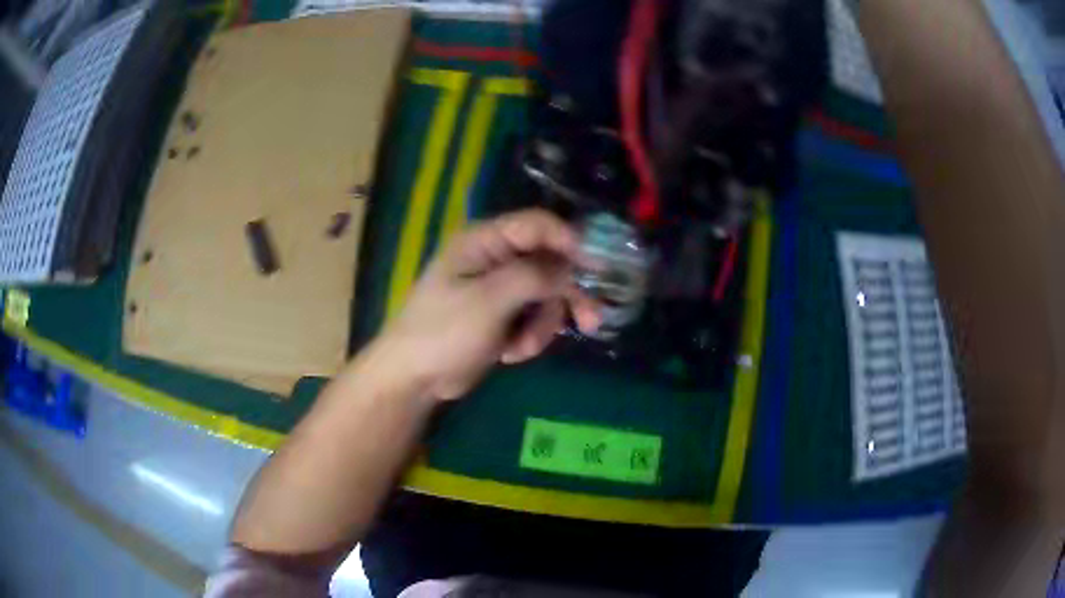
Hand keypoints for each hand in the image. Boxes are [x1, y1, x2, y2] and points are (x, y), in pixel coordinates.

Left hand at [377, 209, 600, 400]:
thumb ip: (532, 277)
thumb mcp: (488, 301)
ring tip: (521, 350)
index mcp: (484, 241)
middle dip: (565, 295)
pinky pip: (533, 318)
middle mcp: (495, 258)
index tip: (598, 267)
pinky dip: (529, 337)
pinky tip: (510, 355)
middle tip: (591, 321)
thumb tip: (571, 266)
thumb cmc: (444, 332)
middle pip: (549, 263)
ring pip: (546, 296)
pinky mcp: (503, 316)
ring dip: (542, 325)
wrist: (415, 378)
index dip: (570, 241)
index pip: (537, 225)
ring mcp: (499, 288)